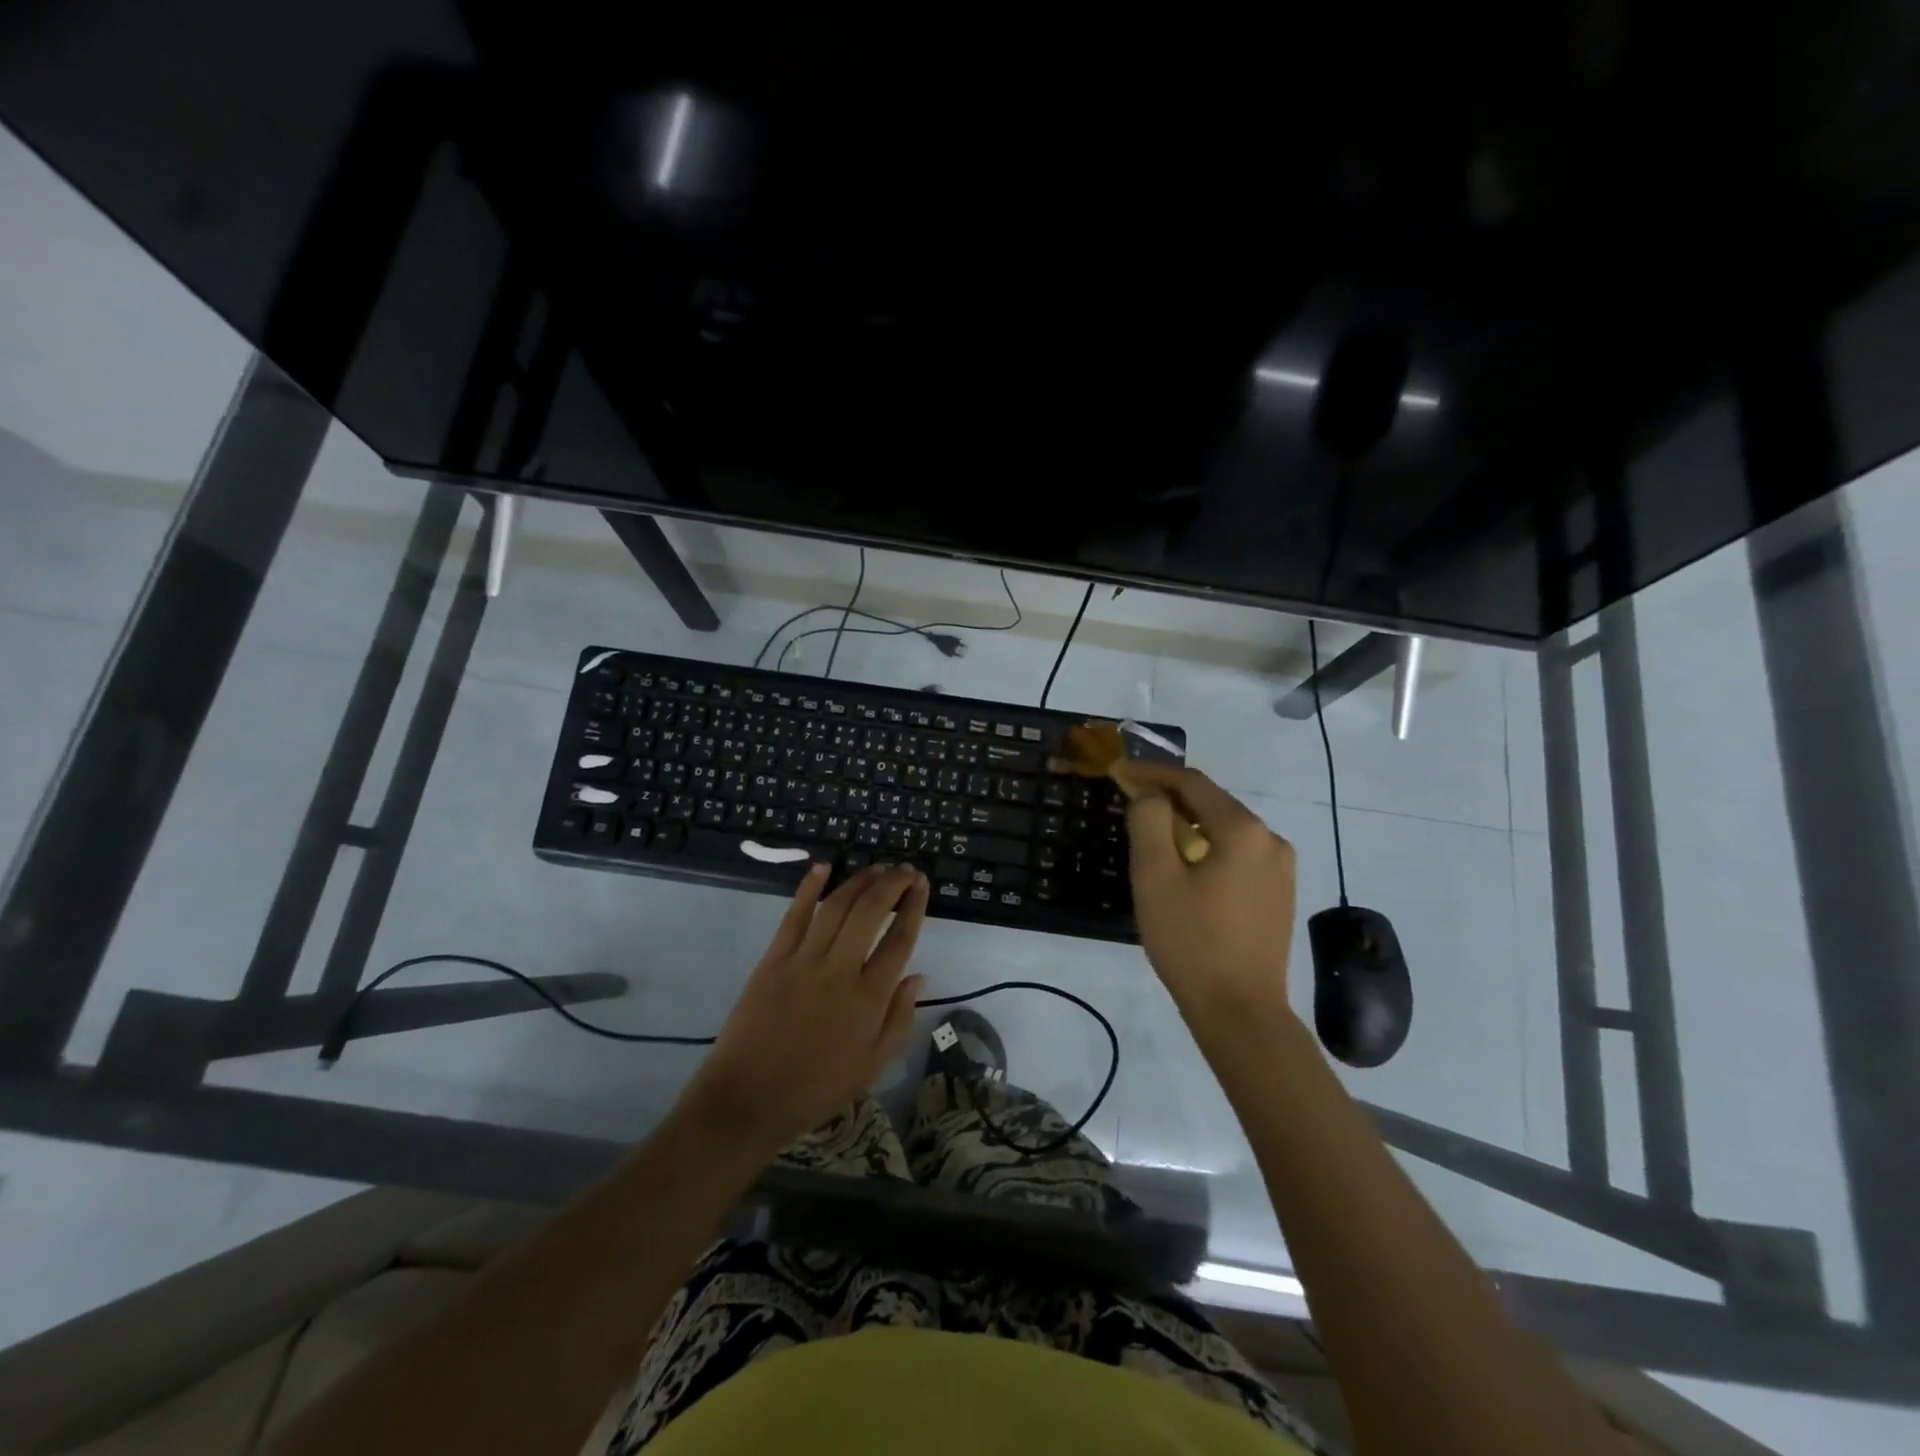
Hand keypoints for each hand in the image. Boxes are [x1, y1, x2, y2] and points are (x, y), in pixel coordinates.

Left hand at [683, 863, 928, 1156]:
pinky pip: (795, 915)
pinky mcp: (773, 959)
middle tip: (905, 871)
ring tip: (877, 868)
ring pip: (838, 905)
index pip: (900, 939)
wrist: (747, 1100)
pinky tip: (823, 867)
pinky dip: (810, 887)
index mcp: (869, 999)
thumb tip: (919, 975)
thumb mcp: (872, 1066)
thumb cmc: (816, 1089)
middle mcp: (840, 971)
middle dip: (893, 883)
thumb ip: (899, 1019)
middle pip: (871, 911)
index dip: (914, 906)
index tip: (922, 885)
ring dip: (860, 880)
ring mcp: (804, 960)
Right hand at [1124, 765, 1297, 1033]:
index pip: (1192, 782)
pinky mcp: (1279, 893)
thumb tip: (1151, 795)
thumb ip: (1149, 821)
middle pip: (1212, 803)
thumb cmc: (1191, 941)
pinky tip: (1186, 868)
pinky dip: (1208, 848)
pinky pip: (1238, 854)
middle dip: (1169, 798)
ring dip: (1189, 825)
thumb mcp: (1155, 876)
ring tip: (1152, 836)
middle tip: (1130, 802)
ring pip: (1225, 830)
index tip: (1119, 772)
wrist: (1240, 1012)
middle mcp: (1271, 839)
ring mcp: (1281, 868)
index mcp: (1243, 829)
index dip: (1152, 773)